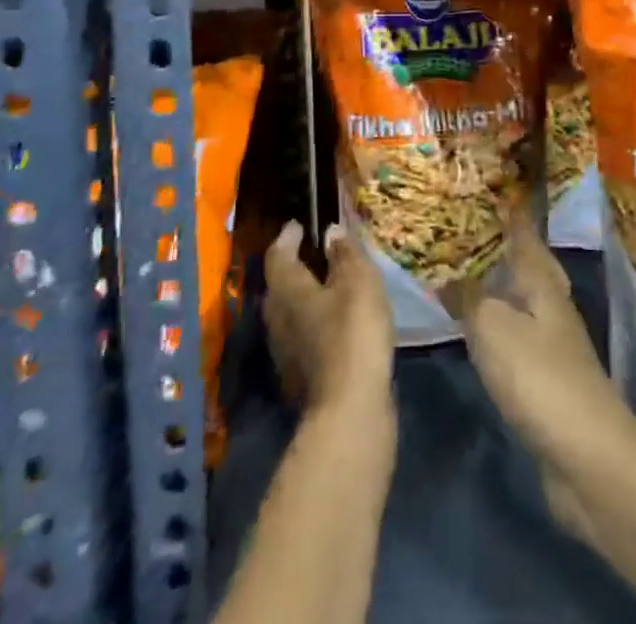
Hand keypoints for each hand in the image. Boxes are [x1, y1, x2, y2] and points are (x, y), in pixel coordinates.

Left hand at [264, 220, 395, 425]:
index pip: (279, 254)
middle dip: (294, 267)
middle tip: (314, 253)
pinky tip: (334, 323)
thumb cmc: (352, 333)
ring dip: (304, 297)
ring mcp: (284, 352)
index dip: (289, 236)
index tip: (300, 225)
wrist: (350, 411)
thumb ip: (345, 253)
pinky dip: (314, 323)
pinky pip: (302, 336)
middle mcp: (276, 318)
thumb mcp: (359, 282)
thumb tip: (331, 231)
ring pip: (289, 313)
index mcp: (286, 289)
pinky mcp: (299, 378)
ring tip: (328, 286)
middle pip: (279, 285)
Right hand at [454, 223, 635, 615]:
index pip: (523, 232)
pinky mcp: (544, 377)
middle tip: (467, 226)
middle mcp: (549, 303)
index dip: (508, 210)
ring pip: (519, 297)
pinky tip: (475, 325)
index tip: (490, 186)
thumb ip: (468, 298)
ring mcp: (550, 341)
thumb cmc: (540, 378)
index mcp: (542, 281)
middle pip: (526, 262)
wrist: (588, 459)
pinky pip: (513, 332)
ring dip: (496, 282)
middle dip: (502, 243)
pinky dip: (494, 320)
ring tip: (461, 267)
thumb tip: (447, 277)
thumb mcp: (493, 328)